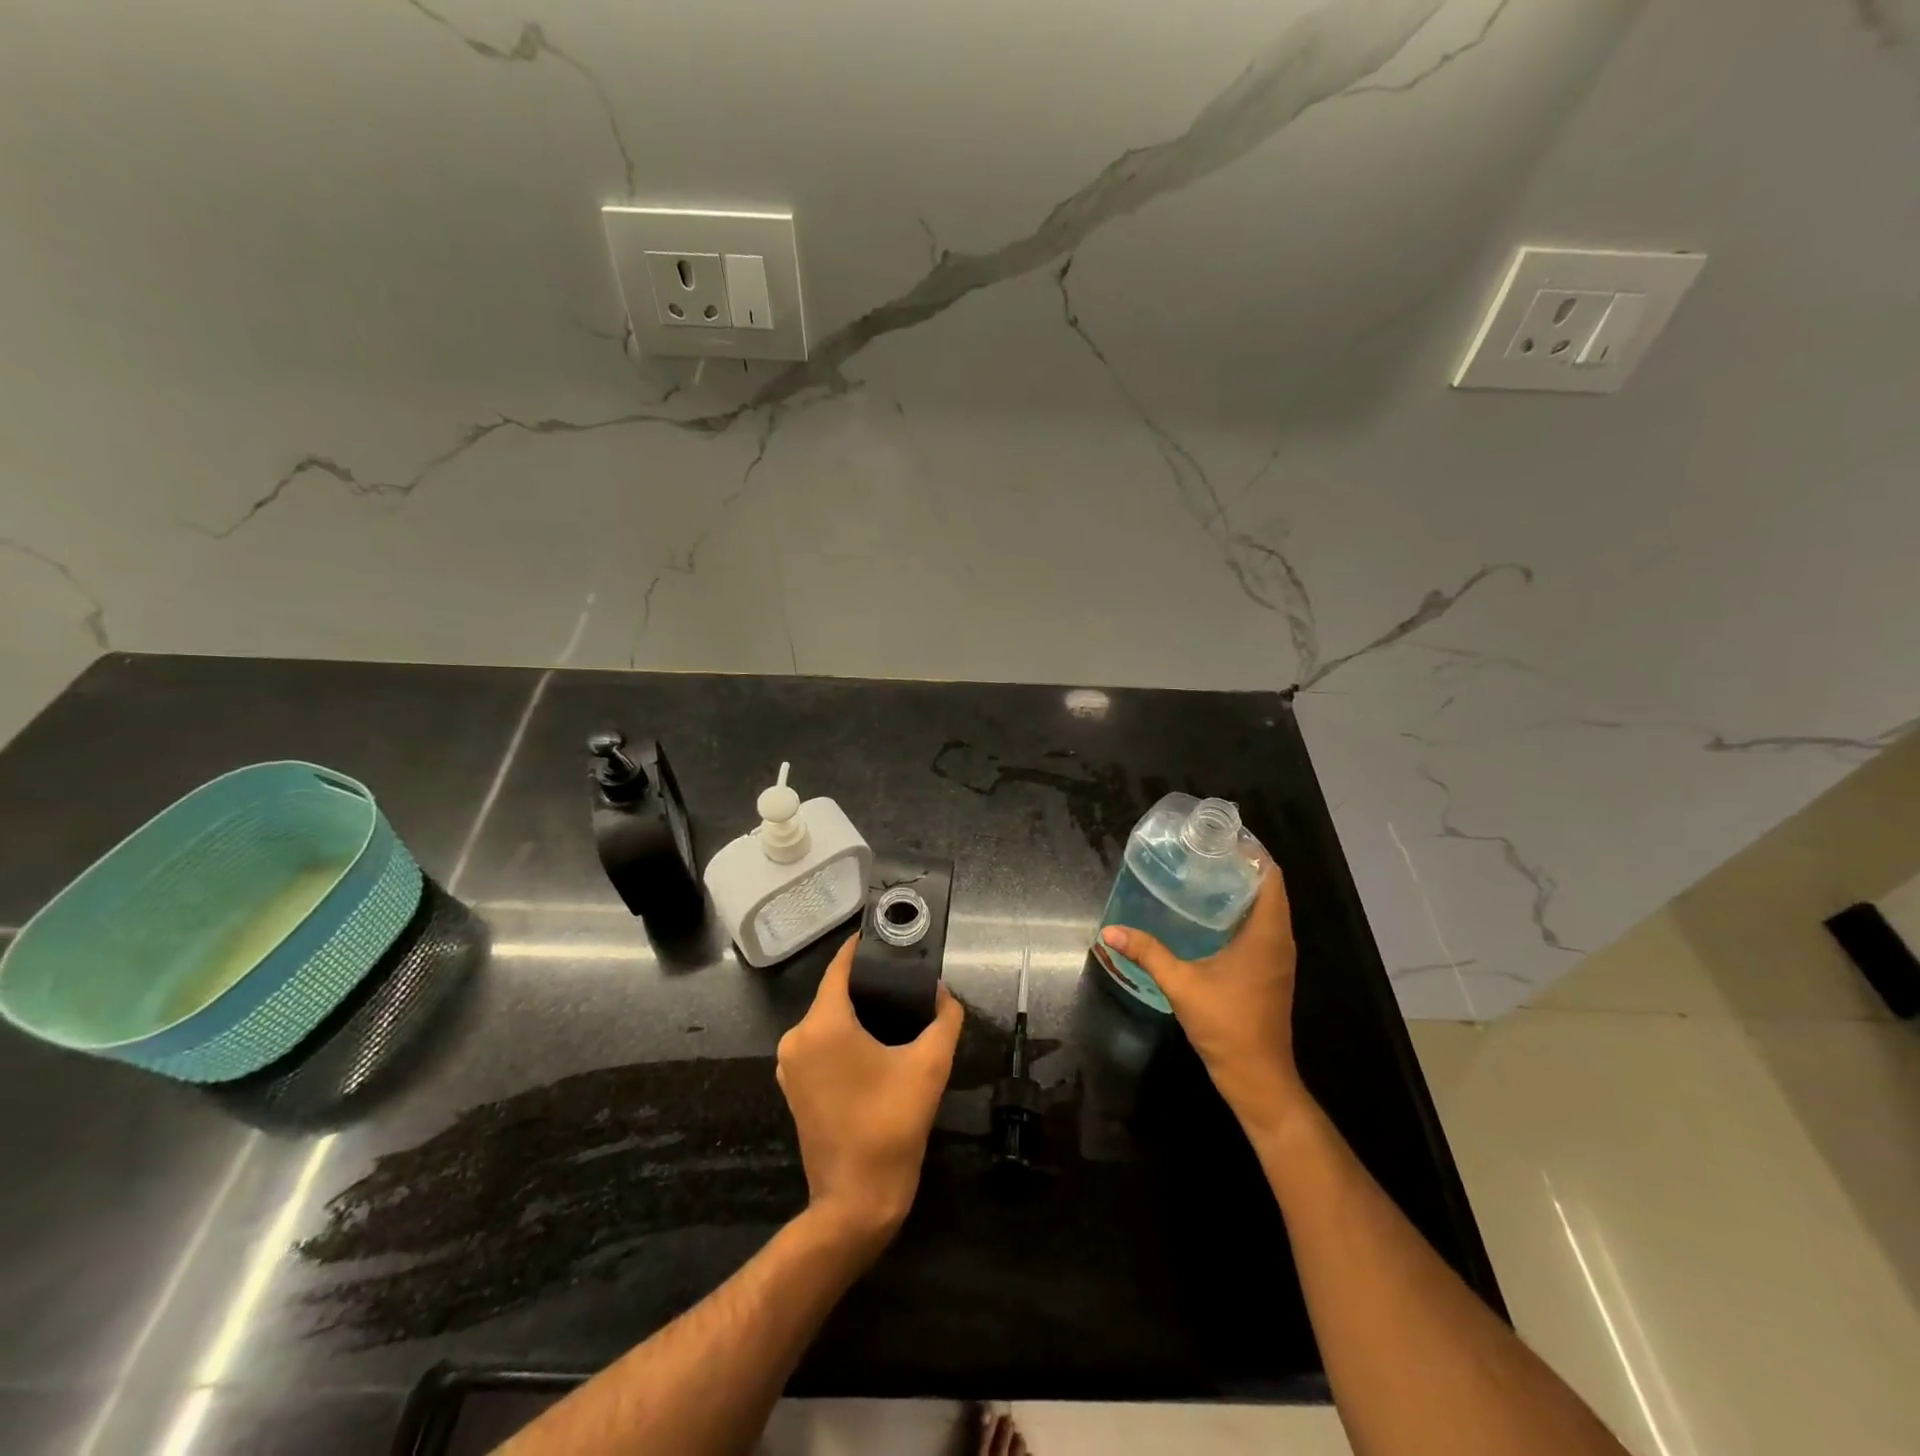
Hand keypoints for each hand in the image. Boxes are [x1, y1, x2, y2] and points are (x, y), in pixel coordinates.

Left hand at [776, 934, 964, 1244]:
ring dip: (856, 1013)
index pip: (840, 967)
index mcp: (823, 1024)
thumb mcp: (929, 1066)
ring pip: (826, 1021)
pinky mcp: (792, 1088)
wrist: (856, 1201)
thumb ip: (944, 1019)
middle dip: (867, 984)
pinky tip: (874, 1045)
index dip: (862, 948)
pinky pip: (819, 1045)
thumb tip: (944, 993)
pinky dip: (843, 1038)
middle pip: (834, 993)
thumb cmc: (891, 1125)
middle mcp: (796, 1038)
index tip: (887, 936)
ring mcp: (789, 1065)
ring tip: (895, 1010)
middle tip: (905, 979)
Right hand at [1100, 864, 1308, 1131]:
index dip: (1250, 852)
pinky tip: (1207, 916)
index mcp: (1267, 933)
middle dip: (1238, 866)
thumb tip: (1109, 930)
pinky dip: (1240, 913)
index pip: (1270, 876)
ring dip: (1240, 890)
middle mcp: (1279, 939)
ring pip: (1266, 909)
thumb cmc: (1226, 1024)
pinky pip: (1262, 928)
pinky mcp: (1270, 971)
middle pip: (1268, 888)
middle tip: (1200, 853)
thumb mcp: (1181, 984)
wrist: (1257, 1077)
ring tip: (1201, 875)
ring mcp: (1278, 957)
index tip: (1219, 838)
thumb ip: (1147, 952)